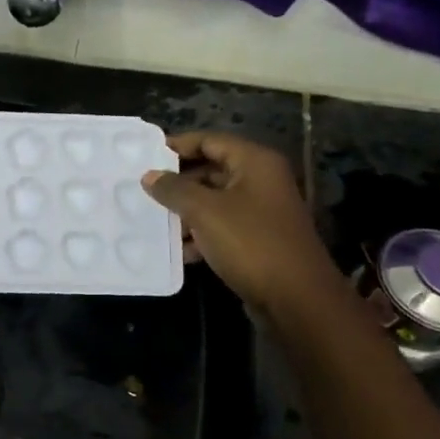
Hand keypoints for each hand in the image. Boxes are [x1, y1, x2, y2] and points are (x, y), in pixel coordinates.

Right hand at [141, 132, 334, 308]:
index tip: (145, 156)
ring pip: (214, 201)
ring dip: (185, 211)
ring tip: (153, 221)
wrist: (295, 298)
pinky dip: (200, 234)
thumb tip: (149, 176)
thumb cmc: (250, 242)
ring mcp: (261, 211)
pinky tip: (178, 250)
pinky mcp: (257, 239)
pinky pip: (221, 227)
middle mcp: (261, 181)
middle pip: (211, 170)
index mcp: (254, 163)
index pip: (210, 140)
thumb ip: (174, 190)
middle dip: (178, 182)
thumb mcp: (204, 211)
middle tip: (144, 189)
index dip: (177, 145)